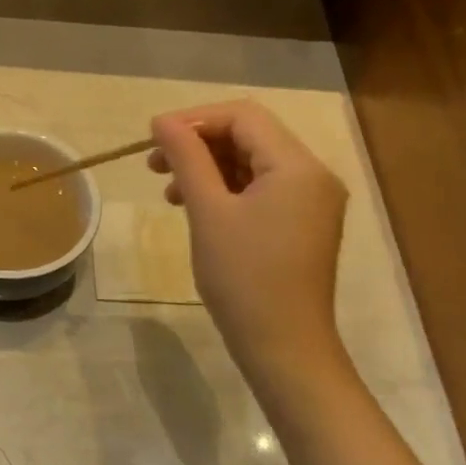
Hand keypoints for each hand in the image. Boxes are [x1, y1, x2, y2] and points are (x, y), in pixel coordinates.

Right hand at [148, 101, 348, 372]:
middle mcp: (312, 174)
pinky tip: (194, 206)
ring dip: (208, 167)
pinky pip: (261, 188)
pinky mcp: (302, 223)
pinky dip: (225, 189)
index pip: (243, 116)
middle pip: (249, 136)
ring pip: (252, 162)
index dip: (194, 120)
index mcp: (297, 166)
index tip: (153, 138)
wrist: (283, 348)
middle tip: (154, 164)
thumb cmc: (243, 278)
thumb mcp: (208, 211)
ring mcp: (311, 201)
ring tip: (168, 189)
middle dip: (199, 144)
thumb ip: (186, 158)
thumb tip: (162, 121)